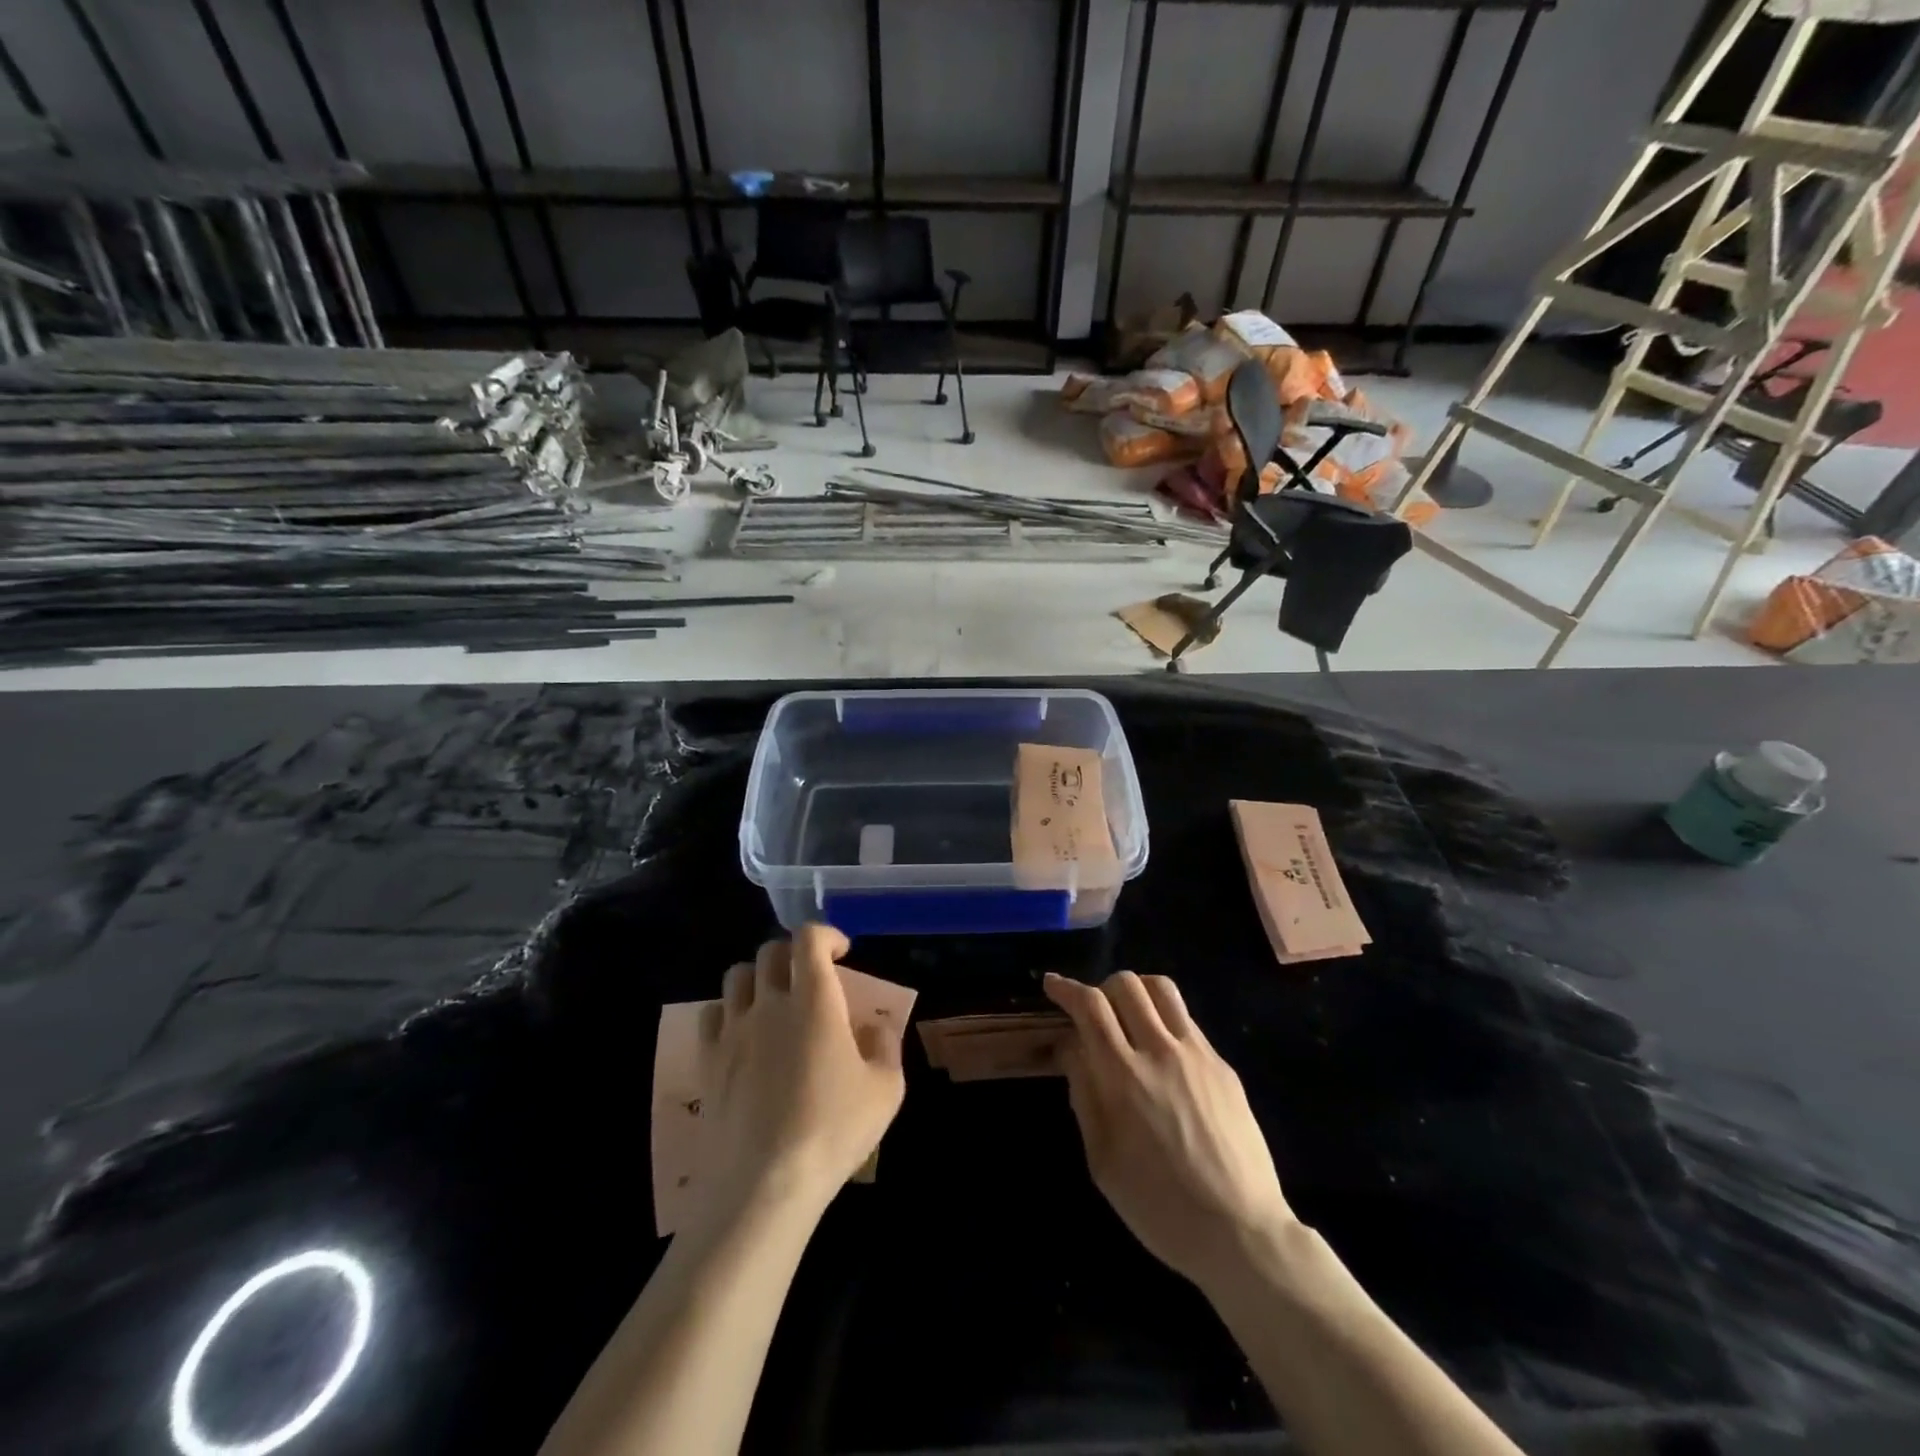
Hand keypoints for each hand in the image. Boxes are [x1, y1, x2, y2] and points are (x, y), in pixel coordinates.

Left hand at [699, 925, 905, 1217]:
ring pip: (737, 975)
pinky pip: (711, 1013)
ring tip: (775, 1000)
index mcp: (814, 1000)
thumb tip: (873, 1027)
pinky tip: (744, 1033)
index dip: (826, 935)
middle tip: (812, 977)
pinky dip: (729, 1010)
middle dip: (794, 953)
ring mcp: (733, 1030)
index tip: (841, 953)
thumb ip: (885, 1046)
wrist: (764, 1186)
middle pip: (771, 951)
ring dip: (760, 977)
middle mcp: (769, 1003)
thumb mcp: (885, 1090)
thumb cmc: (833, 1132)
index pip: (808, 938)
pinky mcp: (708, 1061)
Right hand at [1044, 971, 1296, 1292]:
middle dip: (1100, 988)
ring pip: (1162, 989)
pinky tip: (1162, 1052)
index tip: (1052, 985)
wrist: (1241, 1232)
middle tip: (1092, 1012)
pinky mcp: (1223, 1065)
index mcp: (1124, 1076)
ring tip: (1128, 1015)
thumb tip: (1070, 1048)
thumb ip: (1084, 1095)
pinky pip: (1187, 1021)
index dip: (1067, 989)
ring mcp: (1197, 1054)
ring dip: (1136, 991)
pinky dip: (1164, 1019)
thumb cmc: (1160, 1207)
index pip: (1090, 1006)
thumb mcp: (1102, 1161)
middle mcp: (1160, 1051)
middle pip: (1126, 984)